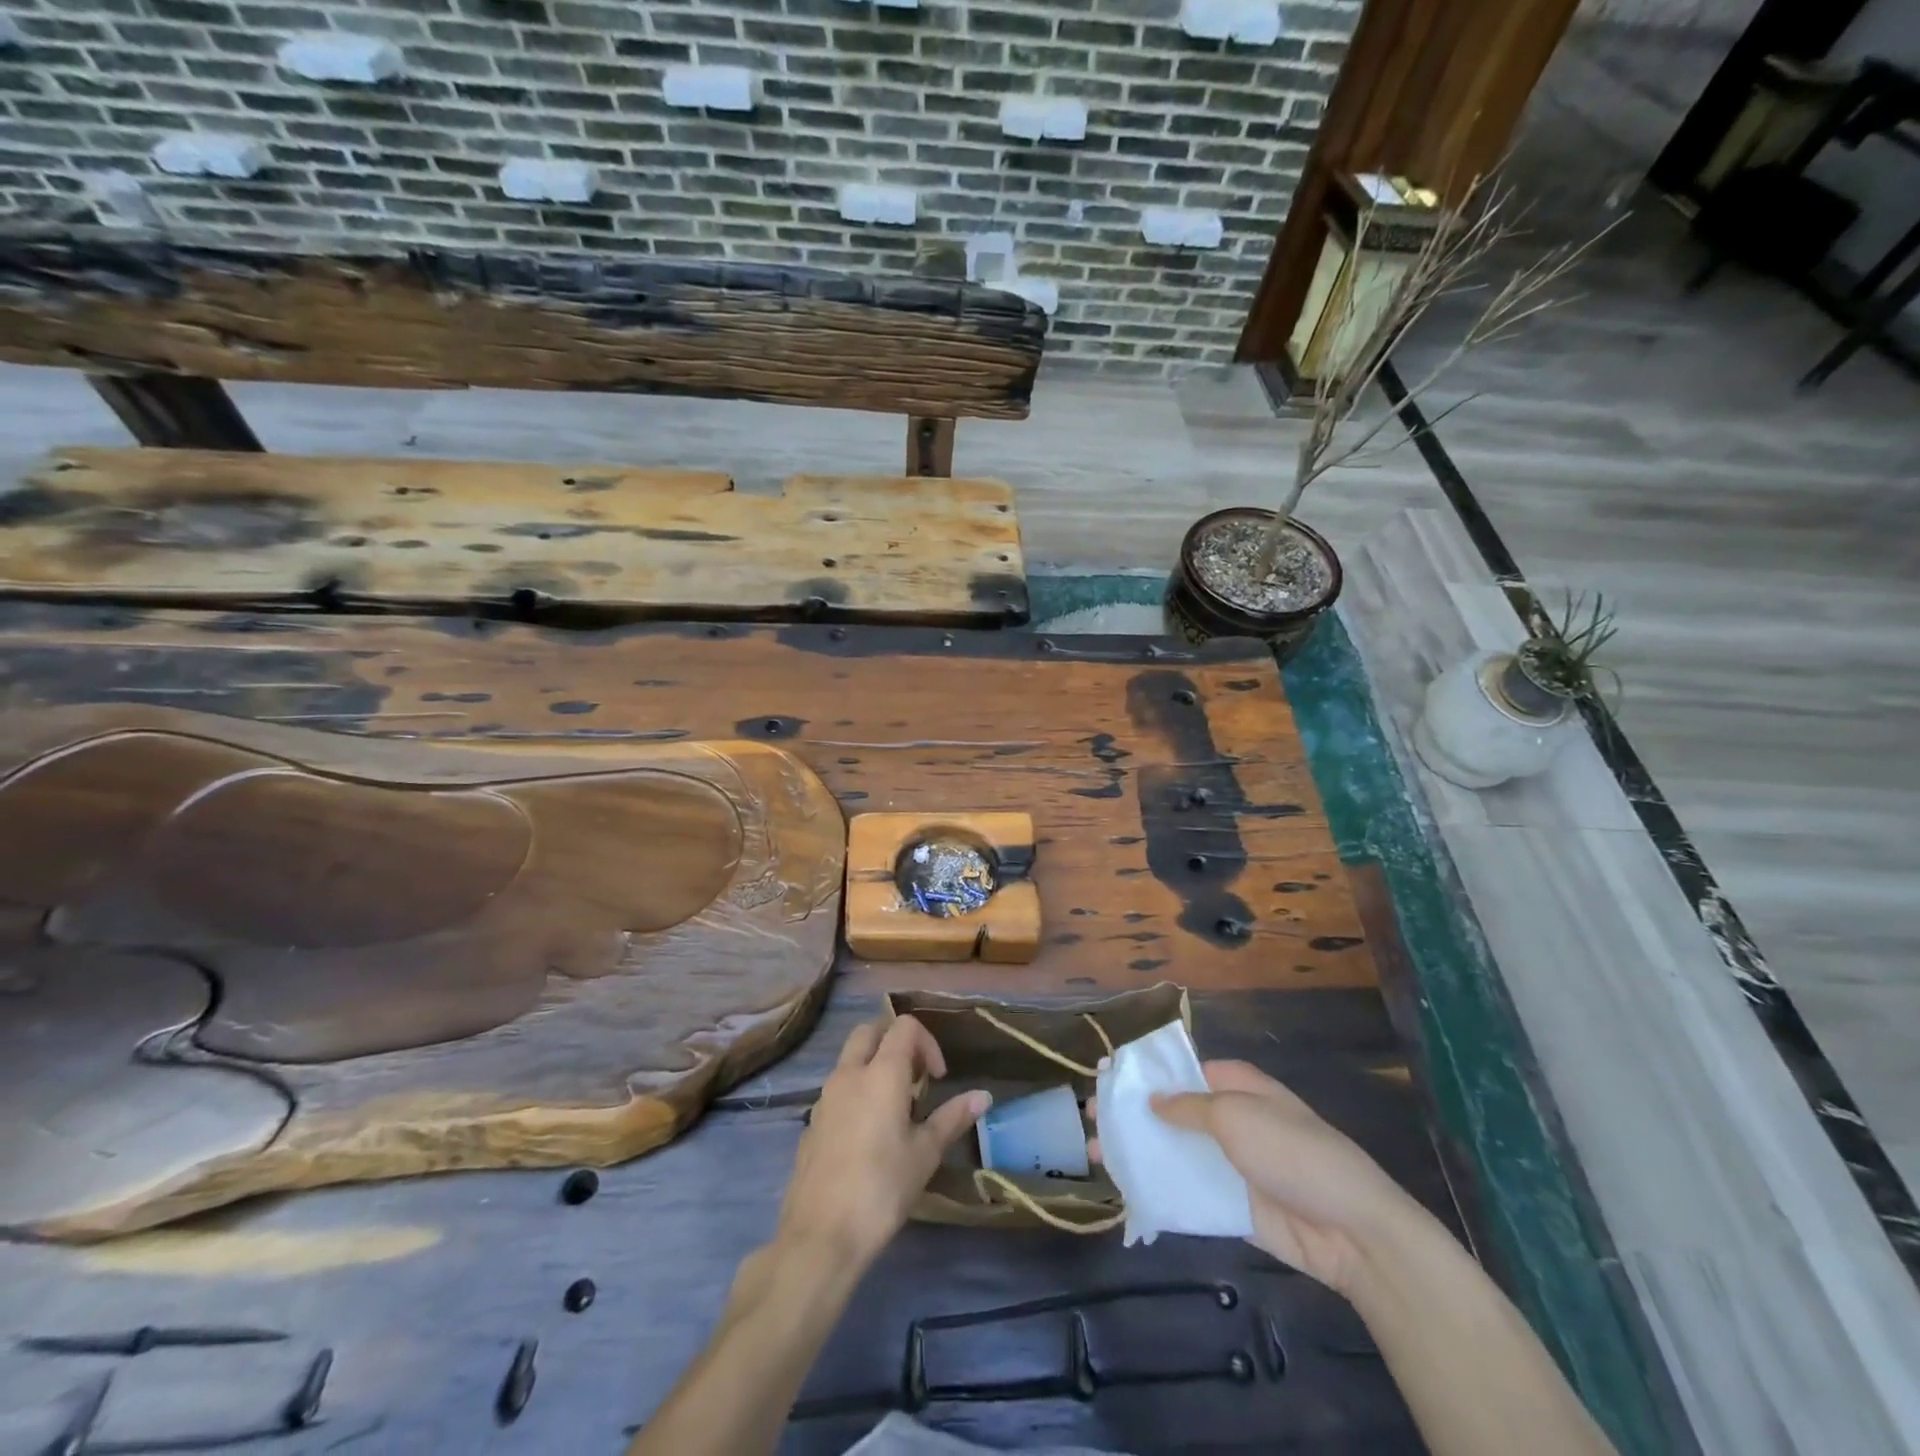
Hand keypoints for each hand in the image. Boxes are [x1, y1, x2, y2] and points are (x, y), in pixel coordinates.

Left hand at [776, 1016, 990, 1268]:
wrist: (821, 1234)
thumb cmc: (882, 1188)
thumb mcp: (926, 1154)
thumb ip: (952, 1117)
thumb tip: (983, 1096)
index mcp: (881, 1073)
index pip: (904, 1026)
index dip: (927, 1042)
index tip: (937, 1078)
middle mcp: (849, 1074)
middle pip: (870, 1031)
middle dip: (895, 1042)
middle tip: (914, 1078)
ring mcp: (825, 1096)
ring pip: (850, 1058)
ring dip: (873, 1065)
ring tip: (894, 1107)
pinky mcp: (812, 1121)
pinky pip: (837, 1088)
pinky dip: (856, 1091)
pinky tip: (868, 1134)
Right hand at [1095, 1060, 1427, 1296]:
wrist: (1350, 1230)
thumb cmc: (1293, 1153)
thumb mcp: (1236, 1115)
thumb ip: (1188, 1107)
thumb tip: (1152, 1099)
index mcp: (1235, 1086)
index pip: (1181, 1071)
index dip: (1144, 1073)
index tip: (1105, 1076)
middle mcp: (1230, 1120)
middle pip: (1171, 1111)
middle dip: (1132, 1113)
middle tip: (1090, 1117)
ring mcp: (1230, 1164)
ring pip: (1174, 1151)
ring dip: (1138, 1151)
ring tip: (1096, 1154)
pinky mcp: (1231, 1204)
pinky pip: (1187, 1191)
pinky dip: (1158, 1188)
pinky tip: (1124, 1189)